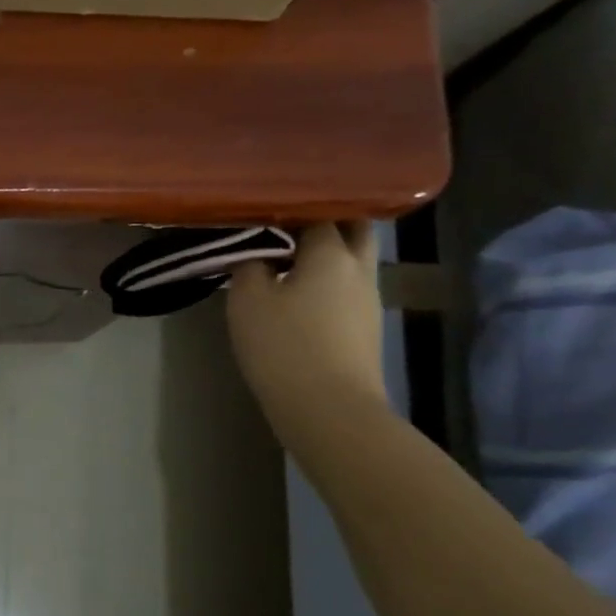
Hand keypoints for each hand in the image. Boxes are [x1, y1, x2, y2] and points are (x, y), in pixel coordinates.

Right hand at [226, 222, 385, 439]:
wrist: (329, 408)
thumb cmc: (283, 346)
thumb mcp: (247, 301)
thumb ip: (249, 266)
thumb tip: (255, 254)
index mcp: (331, 253)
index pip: (319, 212)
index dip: (292, 207)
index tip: (264, 209)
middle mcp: (358, 268)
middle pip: (353, 228)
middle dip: (325, 221)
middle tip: (286, 224)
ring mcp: (368, 299)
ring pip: (353, 260)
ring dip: (326, 253)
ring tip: (286, 258)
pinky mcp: (365, 327)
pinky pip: (346, 288)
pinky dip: (326, 281)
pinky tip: (298, 294)